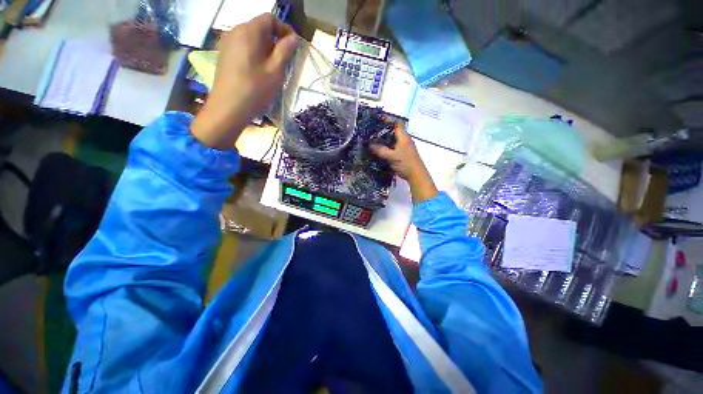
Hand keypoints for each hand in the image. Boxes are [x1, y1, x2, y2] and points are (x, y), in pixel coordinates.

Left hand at [191, 14, 296, 148]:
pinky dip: (255, 53)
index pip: (269, 18)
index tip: (293, 45)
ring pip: (251, 38)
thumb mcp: (275, 71)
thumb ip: (285, 51)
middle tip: (285, 60)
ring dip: (265, 48)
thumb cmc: (255, 89)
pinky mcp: (224, 55)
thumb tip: (293, 38)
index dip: (284, 28)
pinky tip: (259, 71)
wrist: (228, 108)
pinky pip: (243, 47)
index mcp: (249, 31)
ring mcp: (227, 43)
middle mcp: (235, 31)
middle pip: (259, 27)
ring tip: (273, 68)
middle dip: (275, 40)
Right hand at [371, 125, 438, 202]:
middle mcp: (405, 140)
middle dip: (383, 131)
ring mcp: (405, 147)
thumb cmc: (405, 163)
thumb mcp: (391, 156)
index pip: (396, 124)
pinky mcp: (404, 154)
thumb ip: (380, 150)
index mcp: (404, 137)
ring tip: (374, 141)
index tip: (377, 121)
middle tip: (372, 132)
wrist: (416, 175)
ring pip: (394, 140)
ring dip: (385, 140)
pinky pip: (394, 147)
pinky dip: (387, 147)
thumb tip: (370, 144)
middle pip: (394, 132)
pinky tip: (380, 151)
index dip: (387, 121)